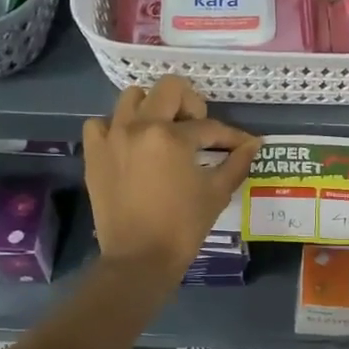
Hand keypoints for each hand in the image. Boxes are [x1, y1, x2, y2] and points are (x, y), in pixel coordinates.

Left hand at [83, 76, 261, 277]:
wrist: (139, 259)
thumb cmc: (183, 227)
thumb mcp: (216, 193)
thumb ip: (236, 163)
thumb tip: (254, 144)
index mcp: (171, 136)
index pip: (208, 126)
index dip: (230, 136)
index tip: (243, 144)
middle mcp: (139, 126)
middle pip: (169, 89)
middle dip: (191, 104)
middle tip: (197, 129)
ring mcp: (112, 137)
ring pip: (132, 97)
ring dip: (152, 107)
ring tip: (162, 131)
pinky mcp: (94, 154)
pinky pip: (100, 123)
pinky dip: (115, 126)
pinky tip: (129, 144)